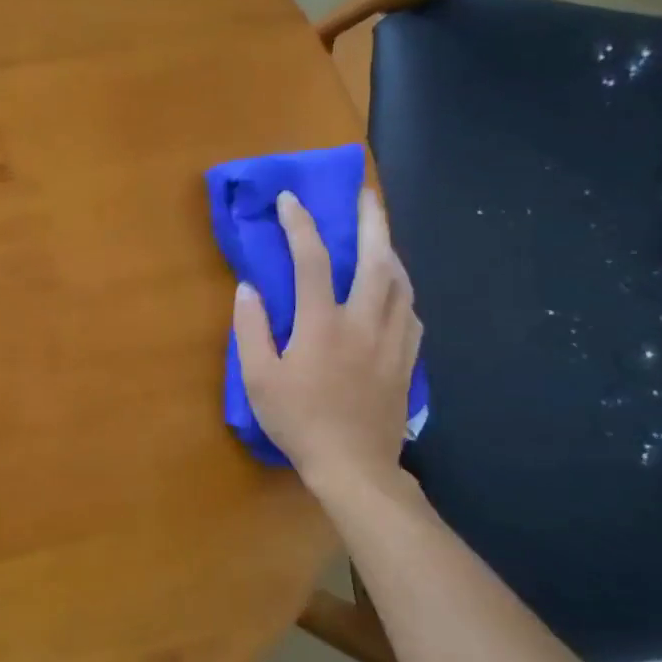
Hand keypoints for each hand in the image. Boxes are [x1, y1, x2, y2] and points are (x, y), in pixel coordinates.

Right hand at [232, 188, 421, 500]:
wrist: (354, 467)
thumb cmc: (299, 421)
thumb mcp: (259, 377)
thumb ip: (251, 328)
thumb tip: (248, 288)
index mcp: (322, 324)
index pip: (312, 261)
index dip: (300, 225)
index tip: (290, 201)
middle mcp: (364, 323)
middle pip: (377, 260)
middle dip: (372, 221)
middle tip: (367, 195)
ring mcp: (392, 341)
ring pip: (402, 283)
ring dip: (391, 251)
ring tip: (381, 235)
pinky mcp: (407, 361)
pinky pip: (412, 313)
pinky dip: (403, 290)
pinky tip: (395, 289)